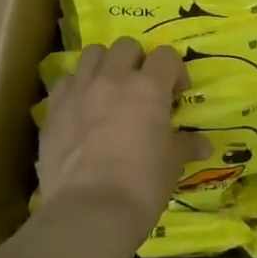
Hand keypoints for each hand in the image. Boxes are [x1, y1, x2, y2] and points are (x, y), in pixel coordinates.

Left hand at [37, 40, 195, 257]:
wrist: (89, 211)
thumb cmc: (142, 184)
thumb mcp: (172, 164)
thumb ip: (186, 145)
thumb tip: (203, 144)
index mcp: (148, 87)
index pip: (166, 55)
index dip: (174, 71)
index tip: (176, 95)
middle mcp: (113, 78)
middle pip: (126, 46)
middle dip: (137, 61)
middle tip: (142, 89)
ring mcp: (79, 90)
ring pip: (92, 54)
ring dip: (105, 65)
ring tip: (110, 90)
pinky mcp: (53, 109)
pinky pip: (65, 81)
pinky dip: (76, 87)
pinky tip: (82, 109)